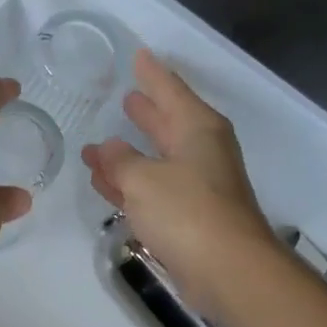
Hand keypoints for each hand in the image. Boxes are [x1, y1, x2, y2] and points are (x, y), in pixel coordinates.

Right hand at [81, 51, 279, 317]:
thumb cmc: (187, 212)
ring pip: (156, 161)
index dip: (152, 73)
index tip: (139, 55)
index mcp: (197, 129)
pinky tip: (106, 185)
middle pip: (168, 123)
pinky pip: (152, 190)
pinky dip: (129, 186)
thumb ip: (120, 160)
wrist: (228, 270)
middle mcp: (201, 152)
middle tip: (125, 96)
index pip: (170, 90)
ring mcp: (197, 186)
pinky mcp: (189, 218)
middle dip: (146, 112)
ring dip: (128, 154)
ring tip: (99, 145)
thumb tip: (107, 148)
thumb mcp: (143, 179)